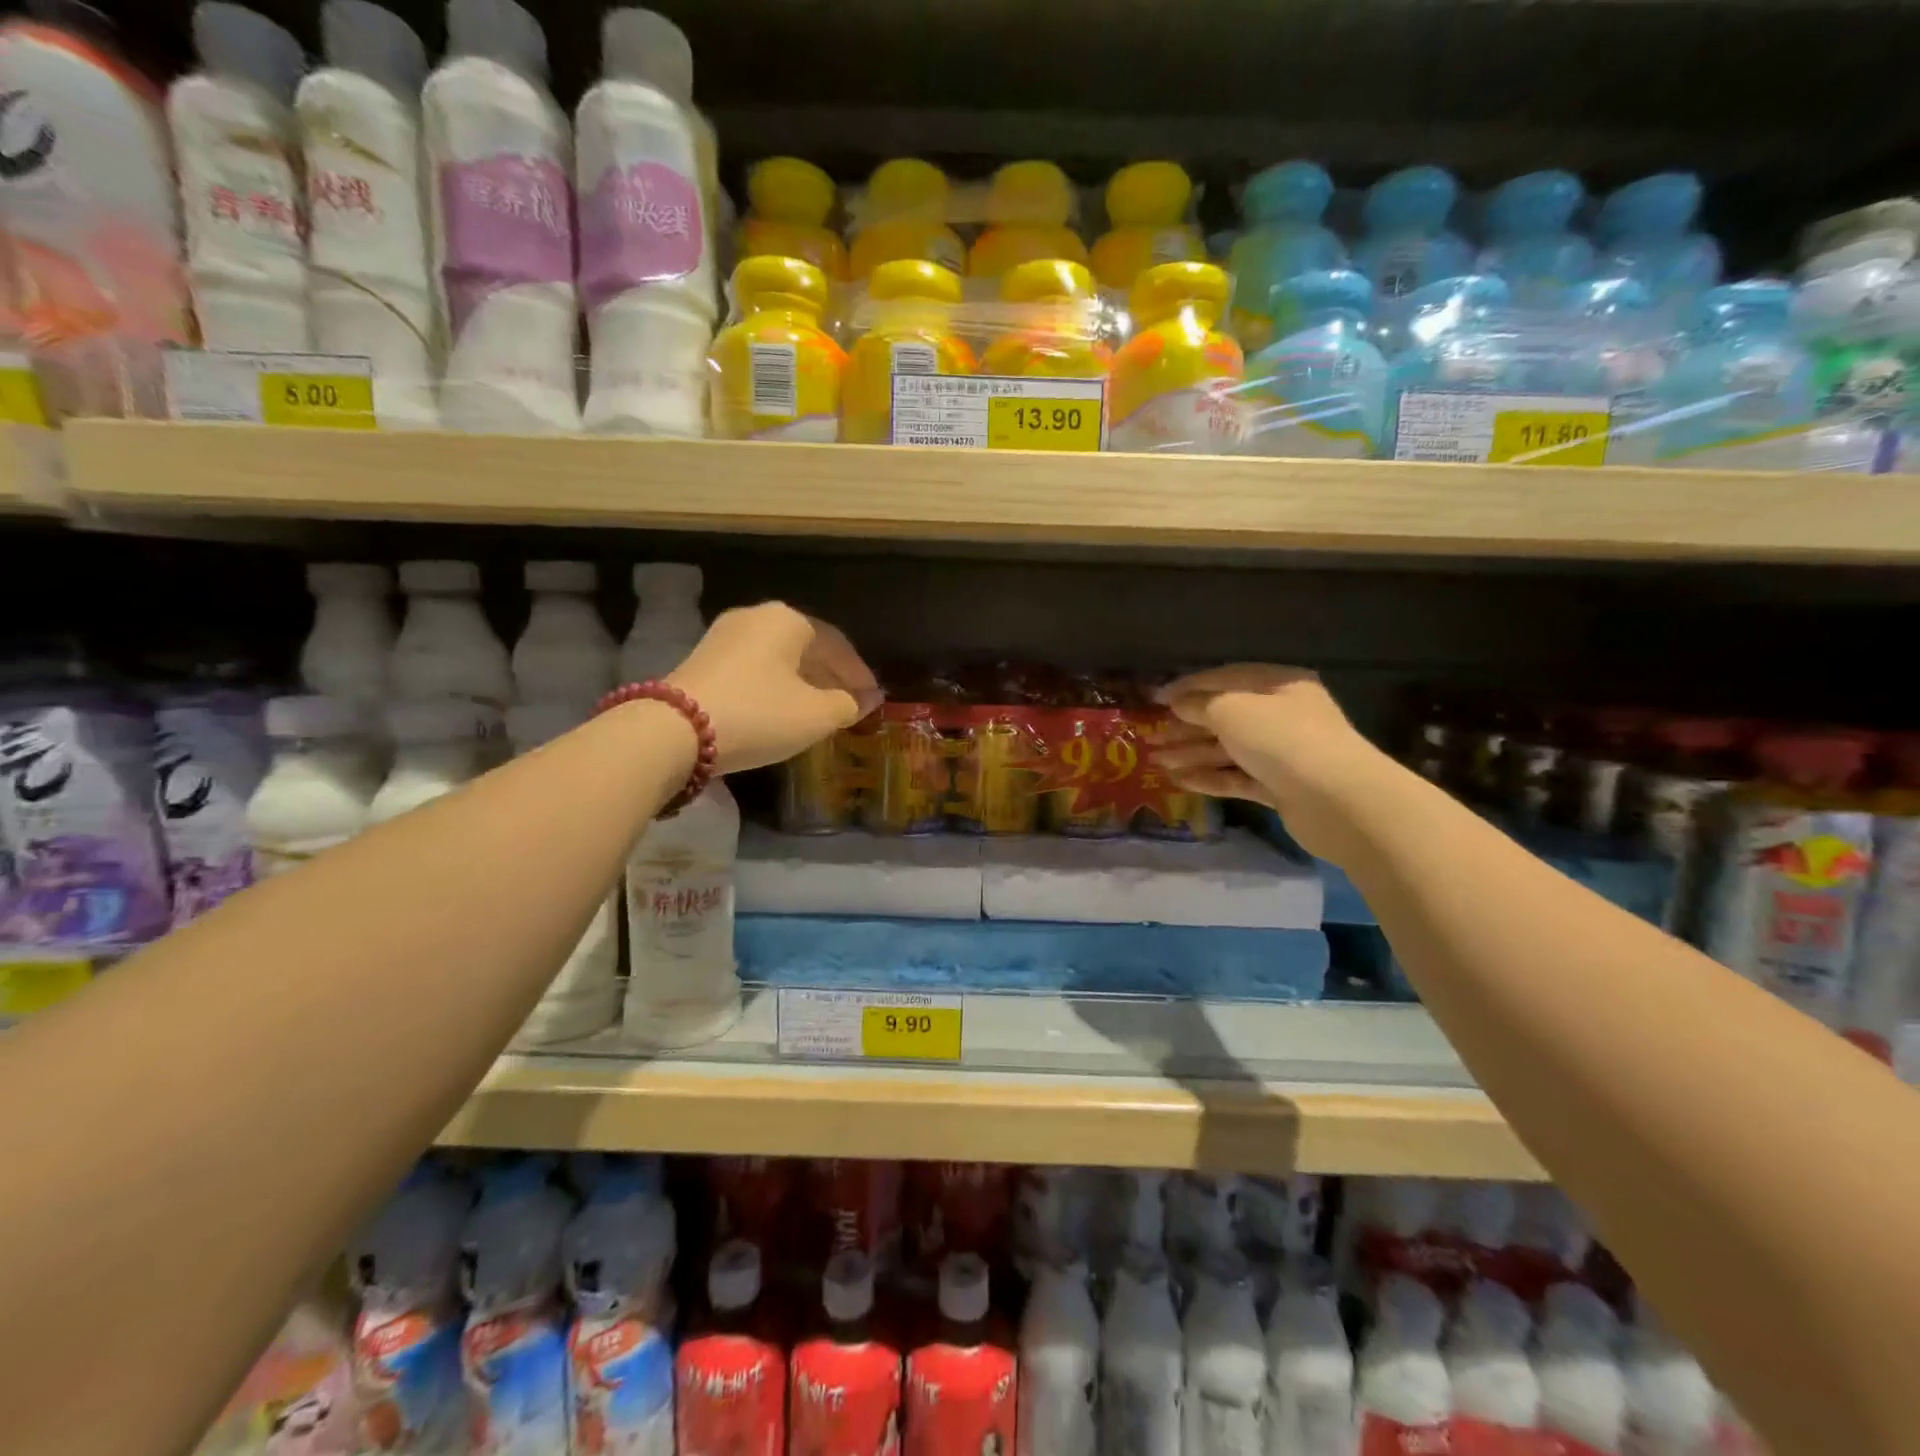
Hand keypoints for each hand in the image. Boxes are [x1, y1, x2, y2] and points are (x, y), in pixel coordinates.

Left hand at [668, 603, 881, 773]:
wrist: (676, 730)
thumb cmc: (760, 714)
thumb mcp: (816, 715)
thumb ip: (847, 704)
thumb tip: (865, 700)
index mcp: (789, 620)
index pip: (837, 643)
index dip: (858, 673)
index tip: (872, 698)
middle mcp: (756, 617)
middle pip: (806, 647)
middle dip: (830, 676)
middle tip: (849, 704)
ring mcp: (724, 636)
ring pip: (778, 658)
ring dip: (803, 683)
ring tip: (818, 710)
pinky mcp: (703, 660)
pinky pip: (754, 669)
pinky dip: (775, 687)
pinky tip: (781, 710)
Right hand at [1152, 664, 1386, 862]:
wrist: (1336, 799)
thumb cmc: (1281, 738)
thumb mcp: (1231, 710)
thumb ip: (1199, 704)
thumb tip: (1176, 702)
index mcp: (1278, 684)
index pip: (1226, 678)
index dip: (1187, 687)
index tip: (1154, 699)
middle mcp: (1282, 714)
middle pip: (1226, 716)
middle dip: (1186, 725)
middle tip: (1150, 734)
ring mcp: (1283, 753)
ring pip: (1229, 749)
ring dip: (1192, 753)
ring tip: (1156, 760)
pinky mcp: (1280, 788)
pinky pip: (1238, 778)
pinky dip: (1210, 777)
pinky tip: (1180, 781)